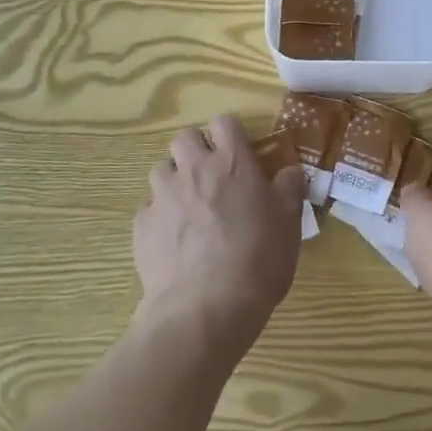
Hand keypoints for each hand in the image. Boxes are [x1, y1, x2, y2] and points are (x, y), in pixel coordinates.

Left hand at [134, 115, 304, 352]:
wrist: (206, 308)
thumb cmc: (258, 259)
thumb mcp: (289, 222)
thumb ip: (289, 188)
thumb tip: (290, 171)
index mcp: (232, 162)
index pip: (224, 122)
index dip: (230, 134)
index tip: (239, 153)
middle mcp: (194, 169)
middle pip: (184, 138)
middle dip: (195, 150)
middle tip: (211, 177)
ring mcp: (163, 195)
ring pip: (161, 169)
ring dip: (174, 181)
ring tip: (189, 209)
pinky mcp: (142, 225)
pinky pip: (149, 209)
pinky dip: (160, 218)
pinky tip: (174, 243)